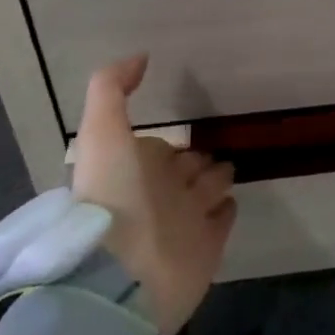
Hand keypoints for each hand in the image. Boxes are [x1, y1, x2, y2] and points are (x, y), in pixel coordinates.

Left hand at [69, 55, 235, 334]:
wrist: (122, 277)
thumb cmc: (111, 196)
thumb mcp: (102, 130)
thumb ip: (112, 88)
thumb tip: (140, 57)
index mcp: (134, 170)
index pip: (158, 150)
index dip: (167, 143)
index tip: (182, 134)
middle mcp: (159, 195)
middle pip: (185, 169)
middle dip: (195, 159)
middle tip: (212, 152)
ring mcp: (184, 223)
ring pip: (206, 191)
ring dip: (215, 178)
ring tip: (228, 168)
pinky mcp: (207, 249)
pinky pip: (221, 221)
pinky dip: (226, 210)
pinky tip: (232, 199)